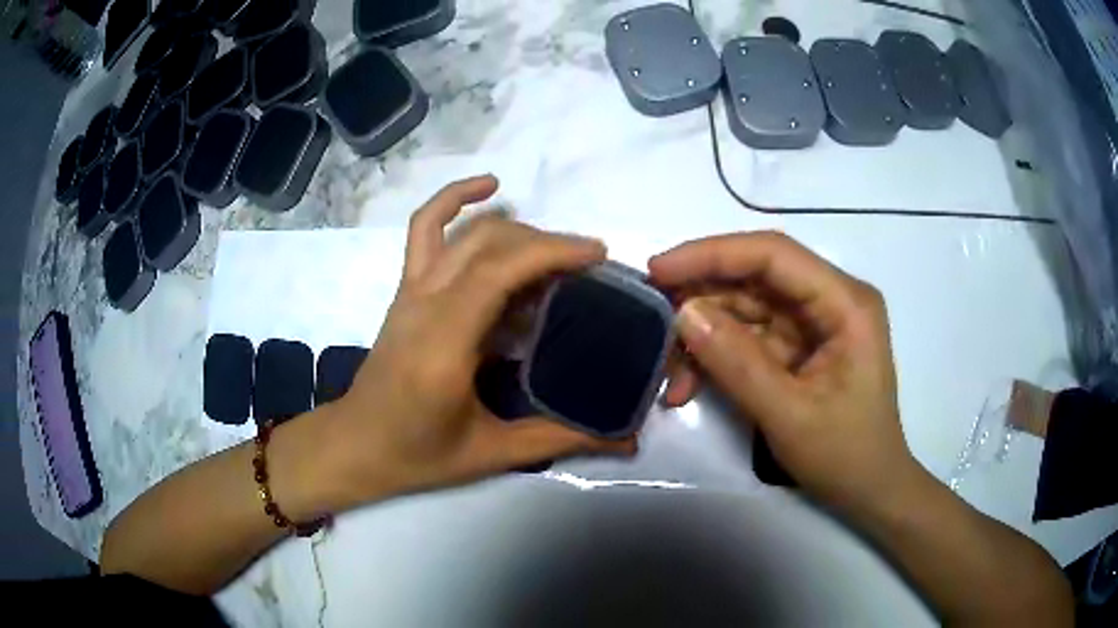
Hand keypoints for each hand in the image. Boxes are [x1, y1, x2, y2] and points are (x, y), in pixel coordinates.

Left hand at [325, 175, 634, 503]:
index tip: (597, 255)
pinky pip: (426, 228)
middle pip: (488, 243)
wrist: (355, 445)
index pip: (499, 272)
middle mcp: (424, 303)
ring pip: (465, 232)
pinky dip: (454, 198)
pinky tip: (488, 188)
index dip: (551, 252)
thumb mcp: (492, 453)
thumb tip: (627, 439)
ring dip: (515, 227)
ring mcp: (411, 290)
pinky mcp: (406, 288)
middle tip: (589, 265)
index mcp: (445, 343)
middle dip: (546, 243)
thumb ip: (560, 439)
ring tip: (555, 249)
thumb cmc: (417, 454)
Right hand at [648, 232, 914, 509]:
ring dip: (703, 335)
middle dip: (701, 296)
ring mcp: (814, 323)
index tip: (659, 271)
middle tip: (651, 318)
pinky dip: (715, 357)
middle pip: (756, 277)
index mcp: (845, 303)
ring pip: (745, 307)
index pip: (774, 255)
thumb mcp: (789, 415)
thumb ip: (738, 364)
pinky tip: (688, 386)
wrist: (869, 489)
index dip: (713, 255)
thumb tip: (683, 314)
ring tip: (668, 371)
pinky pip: (748, 337)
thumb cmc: (845, 455)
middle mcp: (830, 300)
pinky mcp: (798, 346)